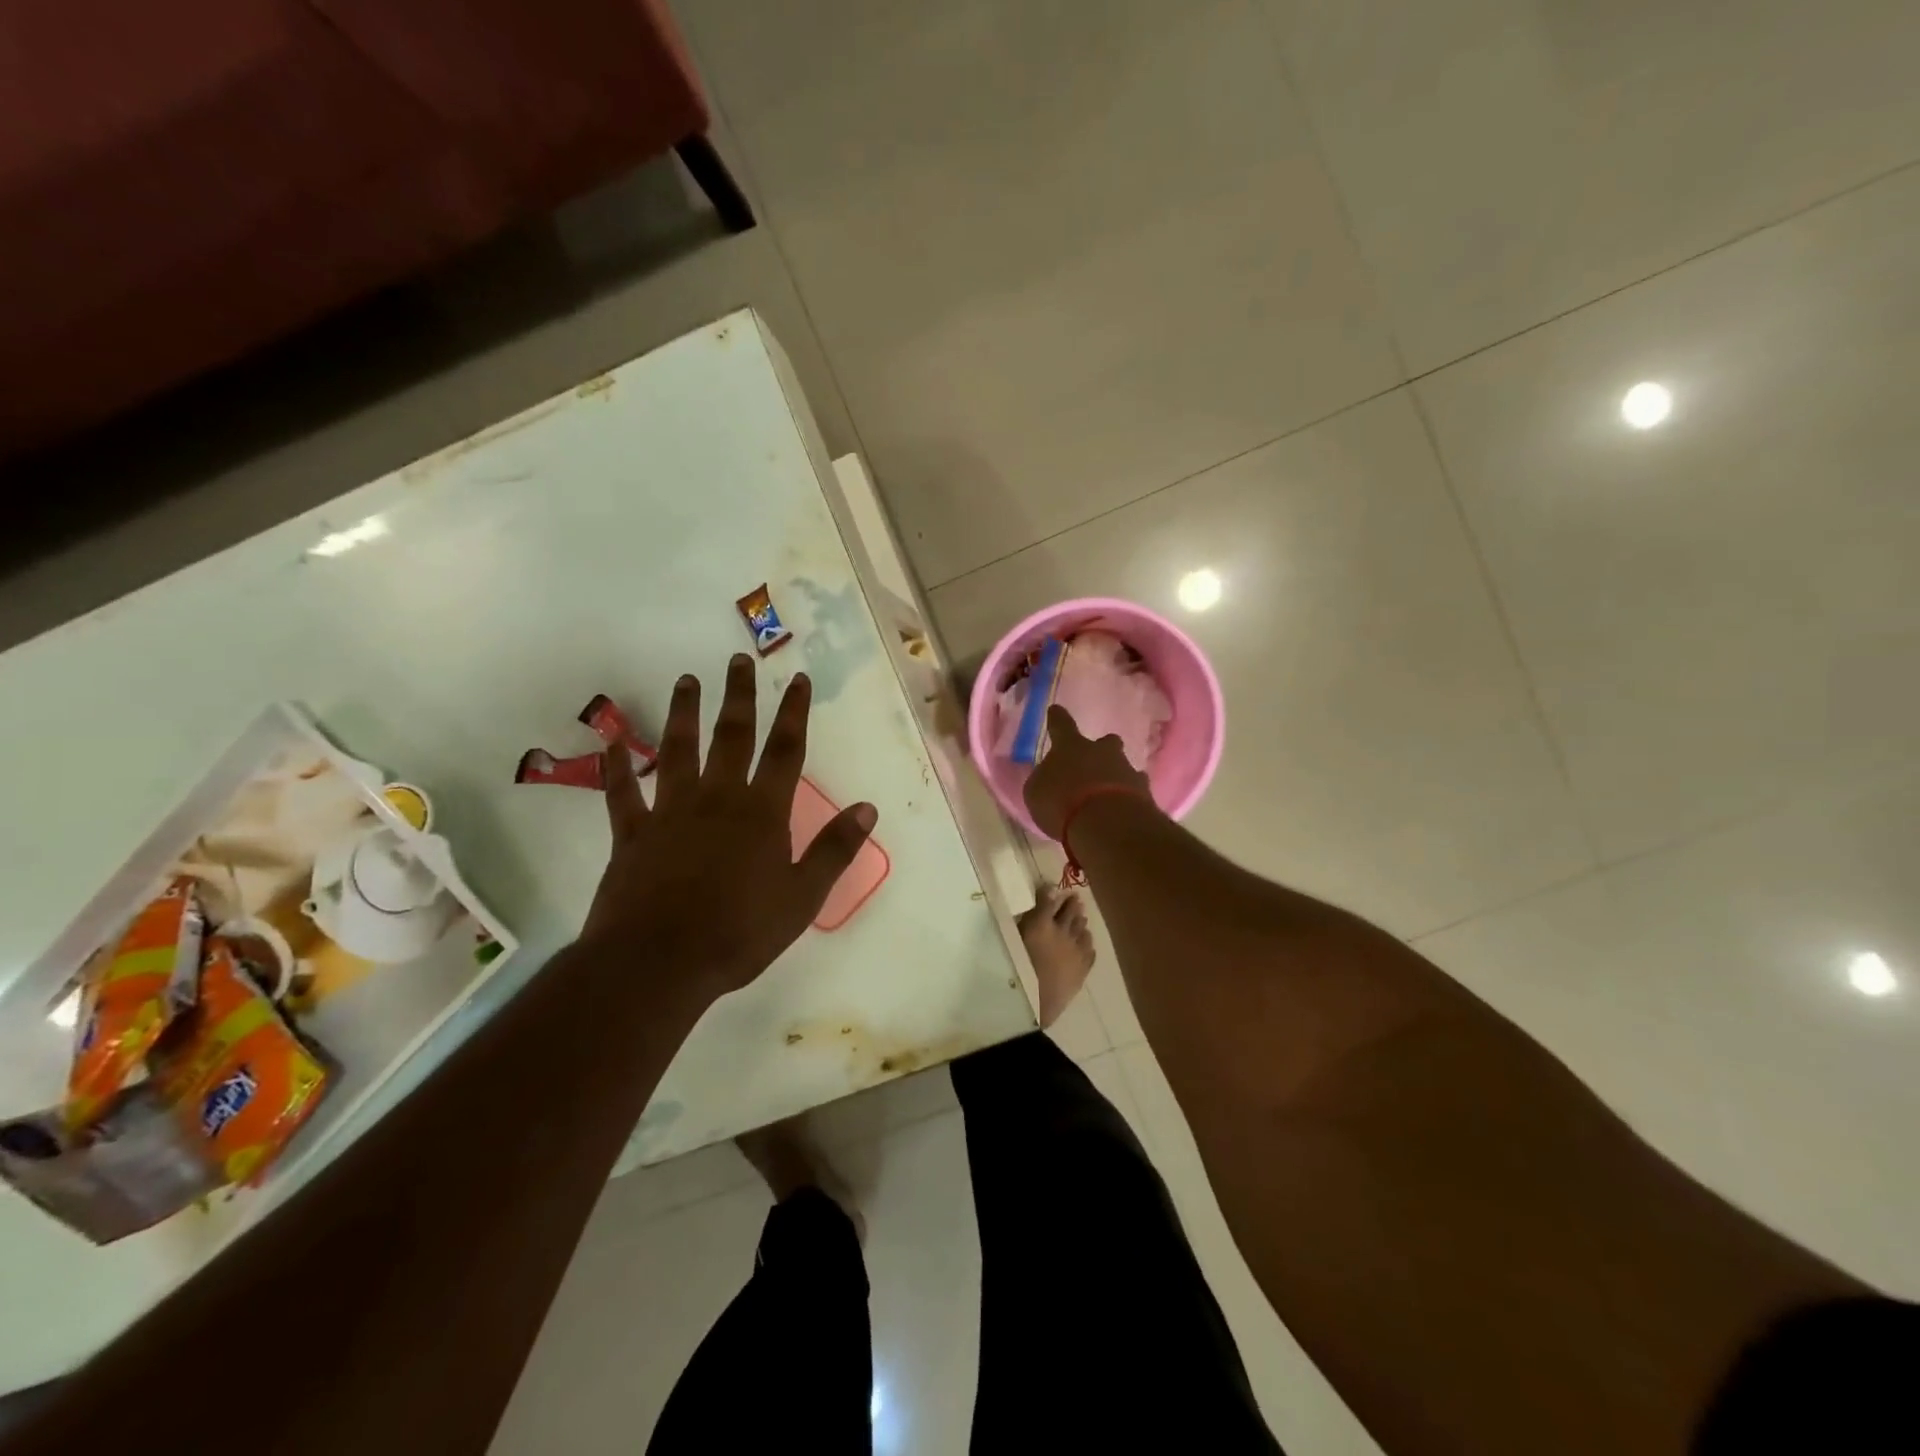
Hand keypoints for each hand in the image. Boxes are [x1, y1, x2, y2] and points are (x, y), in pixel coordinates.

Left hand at [583, 655, 877, 999]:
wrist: (659, 963)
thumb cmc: (740, 932)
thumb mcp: (802, 897)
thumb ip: (834, 849)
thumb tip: (868, 808)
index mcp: (762, 813)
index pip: (785, 751)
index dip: (794, 712)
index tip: (798, 679)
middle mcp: (717, 799)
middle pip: (732, 736)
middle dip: (739, 696)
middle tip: (738, 659)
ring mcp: (670, 813)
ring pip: (678, 751)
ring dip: (683, 713)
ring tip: (685, 680)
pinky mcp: (632, 834)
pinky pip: (621, 793)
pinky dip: (616, 766)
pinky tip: (611, 740)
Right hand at [1022, 704, 1152, 839]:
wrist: (1106, 823)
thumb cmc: (1062, 803)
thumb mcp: (1036, 793)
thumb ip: (1043, 782)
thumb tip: (1048, 777)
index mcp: (1070, 746)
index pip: (1061, 725)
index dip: (1057, 718)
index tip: (1055, 710)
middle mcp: (1101, 752)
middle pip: (1105, 742)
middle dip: (1101, 748)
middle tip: (1095, 761)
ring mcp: (1126, 770)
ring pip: (1123, 766)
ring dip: (1115, 776)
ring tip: (1107, 795)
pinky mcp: (1144, 793)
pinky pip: (1135, 790)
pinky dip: (1128, 798)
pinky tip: (1121, 811)